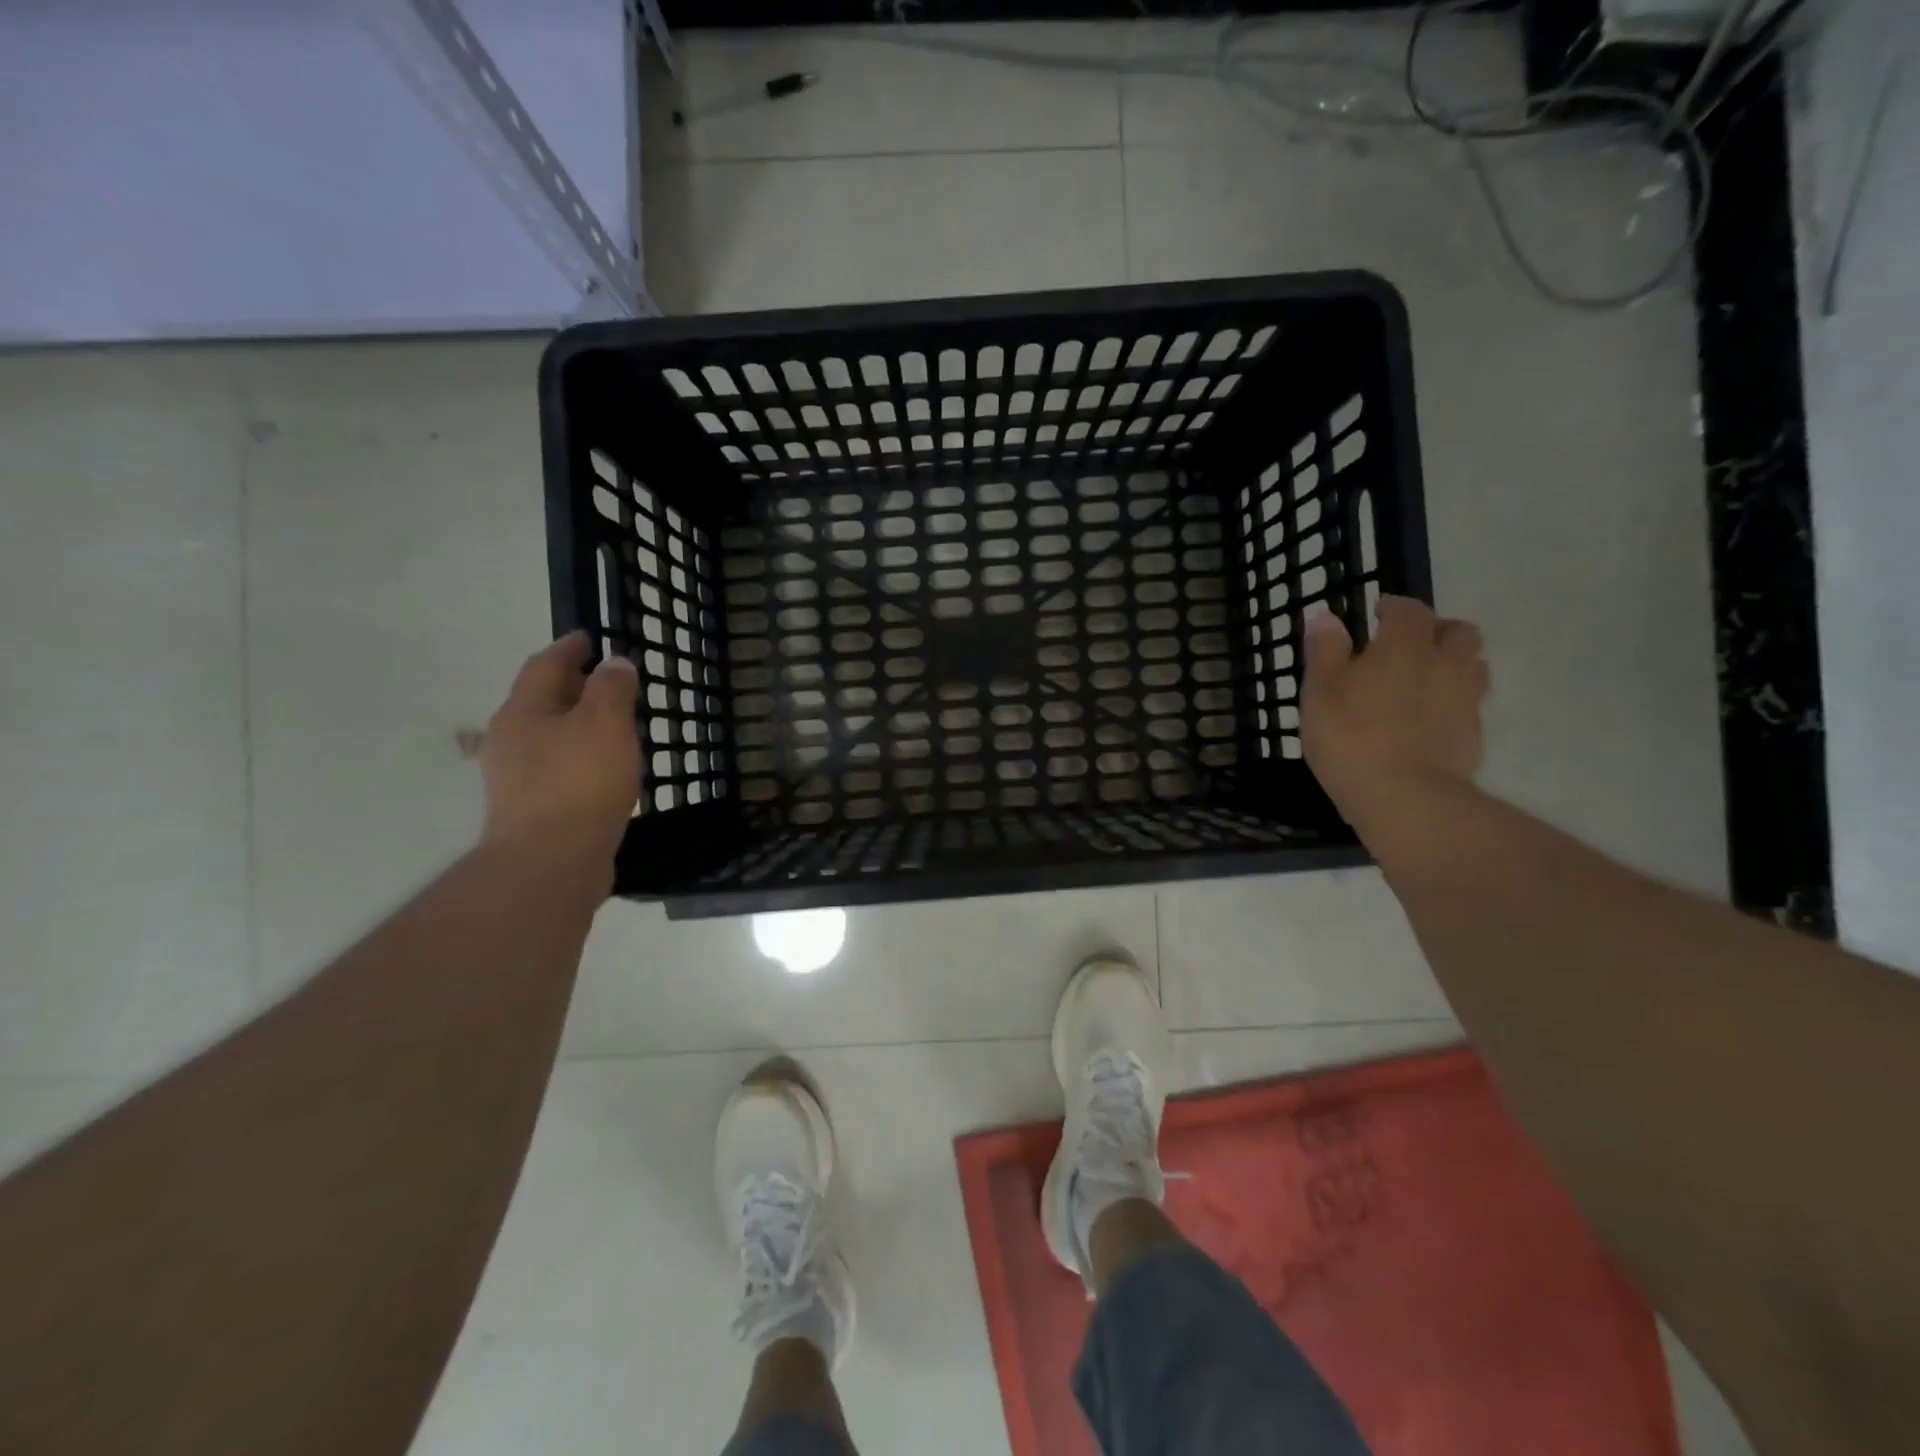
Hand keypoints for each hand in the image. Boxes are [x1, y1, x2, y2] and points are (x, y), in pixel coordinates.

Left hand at [479, 631, 640, 870]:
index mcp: (522, 712)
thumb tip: (613, 664)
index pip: (544, 666)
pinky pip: (557, 769)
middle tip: (606, 681)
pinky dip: (579, 758)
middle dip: (572, 687)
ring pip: (549, 737)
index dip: (569, 648)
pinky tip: (602, 770)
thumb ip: (611, 688)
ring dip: (577, 725)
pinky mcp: (531, 810)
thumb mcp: (605, 723)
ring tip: (611, 726)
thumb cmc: (579, 782)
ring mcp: (516, 779)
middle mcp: (510, 741)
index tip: (589, 637)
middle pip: (541, 702)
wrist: (551, 862)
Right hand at [1300, 595, 1489, 831]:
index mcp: (1405, 646)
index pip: (1410, 610)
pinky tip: (1427, 719)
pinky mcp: (1474, 734)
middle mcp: (1445, 663)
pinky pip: (1469, 703)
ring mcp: (1466, 700)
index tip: (1377, 613)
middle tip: (1408, 645)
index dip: (1394, 607)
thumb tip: (1325, 616)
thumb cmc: (1350, 737)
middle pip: (1457, 632)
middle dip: (1435, 630)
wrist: (1404, 797)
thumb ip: (1324, 650)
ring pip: (1472, 665)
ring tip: (1423, 679)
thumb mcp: (1320, 691)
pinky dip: (1452, 700)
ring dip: (1452, 662)